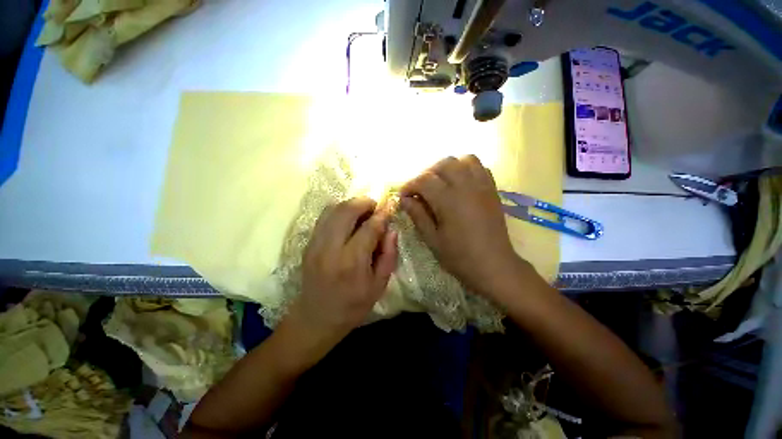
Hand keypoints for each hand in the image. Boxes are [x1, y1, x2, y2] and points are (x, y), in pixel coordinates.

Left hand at [284, 197, 397, 350]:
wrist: (316, 318)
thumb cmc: (353, 305)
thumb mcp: (379, 285)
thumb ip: (388, 255)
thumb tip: (391, 230)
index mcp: (352, 262)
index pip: (369, 227)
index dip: (382, 214)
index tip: (389, 207)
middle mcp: (331, 248)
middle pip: (346, 210)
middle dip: (364, 202)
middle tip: (375, 206)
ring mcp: (315, 244)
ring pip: (332, 209)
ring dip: (350, 204)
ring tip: (363, 211)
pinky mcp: (308, 243)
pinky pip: (324, 217)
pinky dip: (338, 211)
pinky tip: (348, 219)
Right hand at [400, 155, 524, 297]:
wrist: (494, 265)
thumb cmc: (460, 256)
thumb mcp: (432, 239)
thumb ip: (418, 215)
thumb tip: (404, 200)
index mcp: (449, 200)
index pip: (424, 180)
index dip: (409, 185)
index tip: (403, 196)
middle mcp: (466, 186)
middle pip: (444, 164)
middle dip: (427, 173)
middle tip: (421, 190)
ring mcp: (482, 186)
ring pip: (464, 160)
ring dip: (448, 167)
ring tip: (441, 183)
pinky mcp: (492, 190)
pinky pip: (480, 167)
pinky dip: (466, 168)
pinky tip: (460, 183)